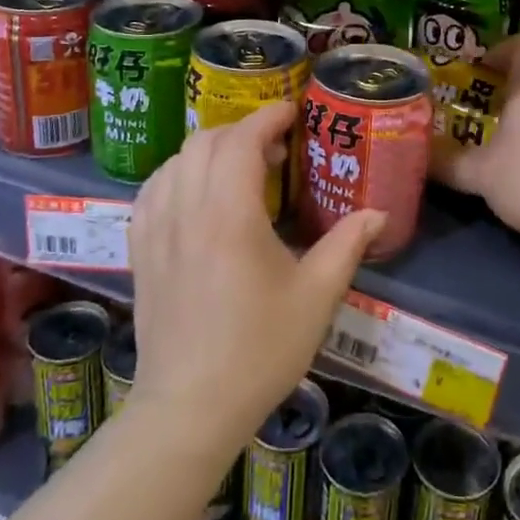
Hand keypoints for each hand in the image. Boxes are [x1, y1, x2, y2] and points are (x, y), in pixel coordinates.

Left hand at [127, 102, 382, 449]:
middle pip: (206, 141)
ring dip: (208, 150)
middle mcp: (187, 210)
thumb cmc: (259, 350)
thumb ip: (347, 245)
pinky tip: (193, 193)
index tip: (291, 112)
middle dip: (241, 131)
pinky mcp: (140, 251)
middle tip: (274, 148)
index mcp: (230, 215)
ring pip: (175, 161)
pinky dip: (176, 174)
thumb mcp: (316, 297)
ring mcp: (156, 230)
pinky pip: (151, 190)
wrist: (190, 407)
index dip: (267, 118)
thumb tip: (378, 212)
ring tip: (238, 169)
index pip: (242, 141)